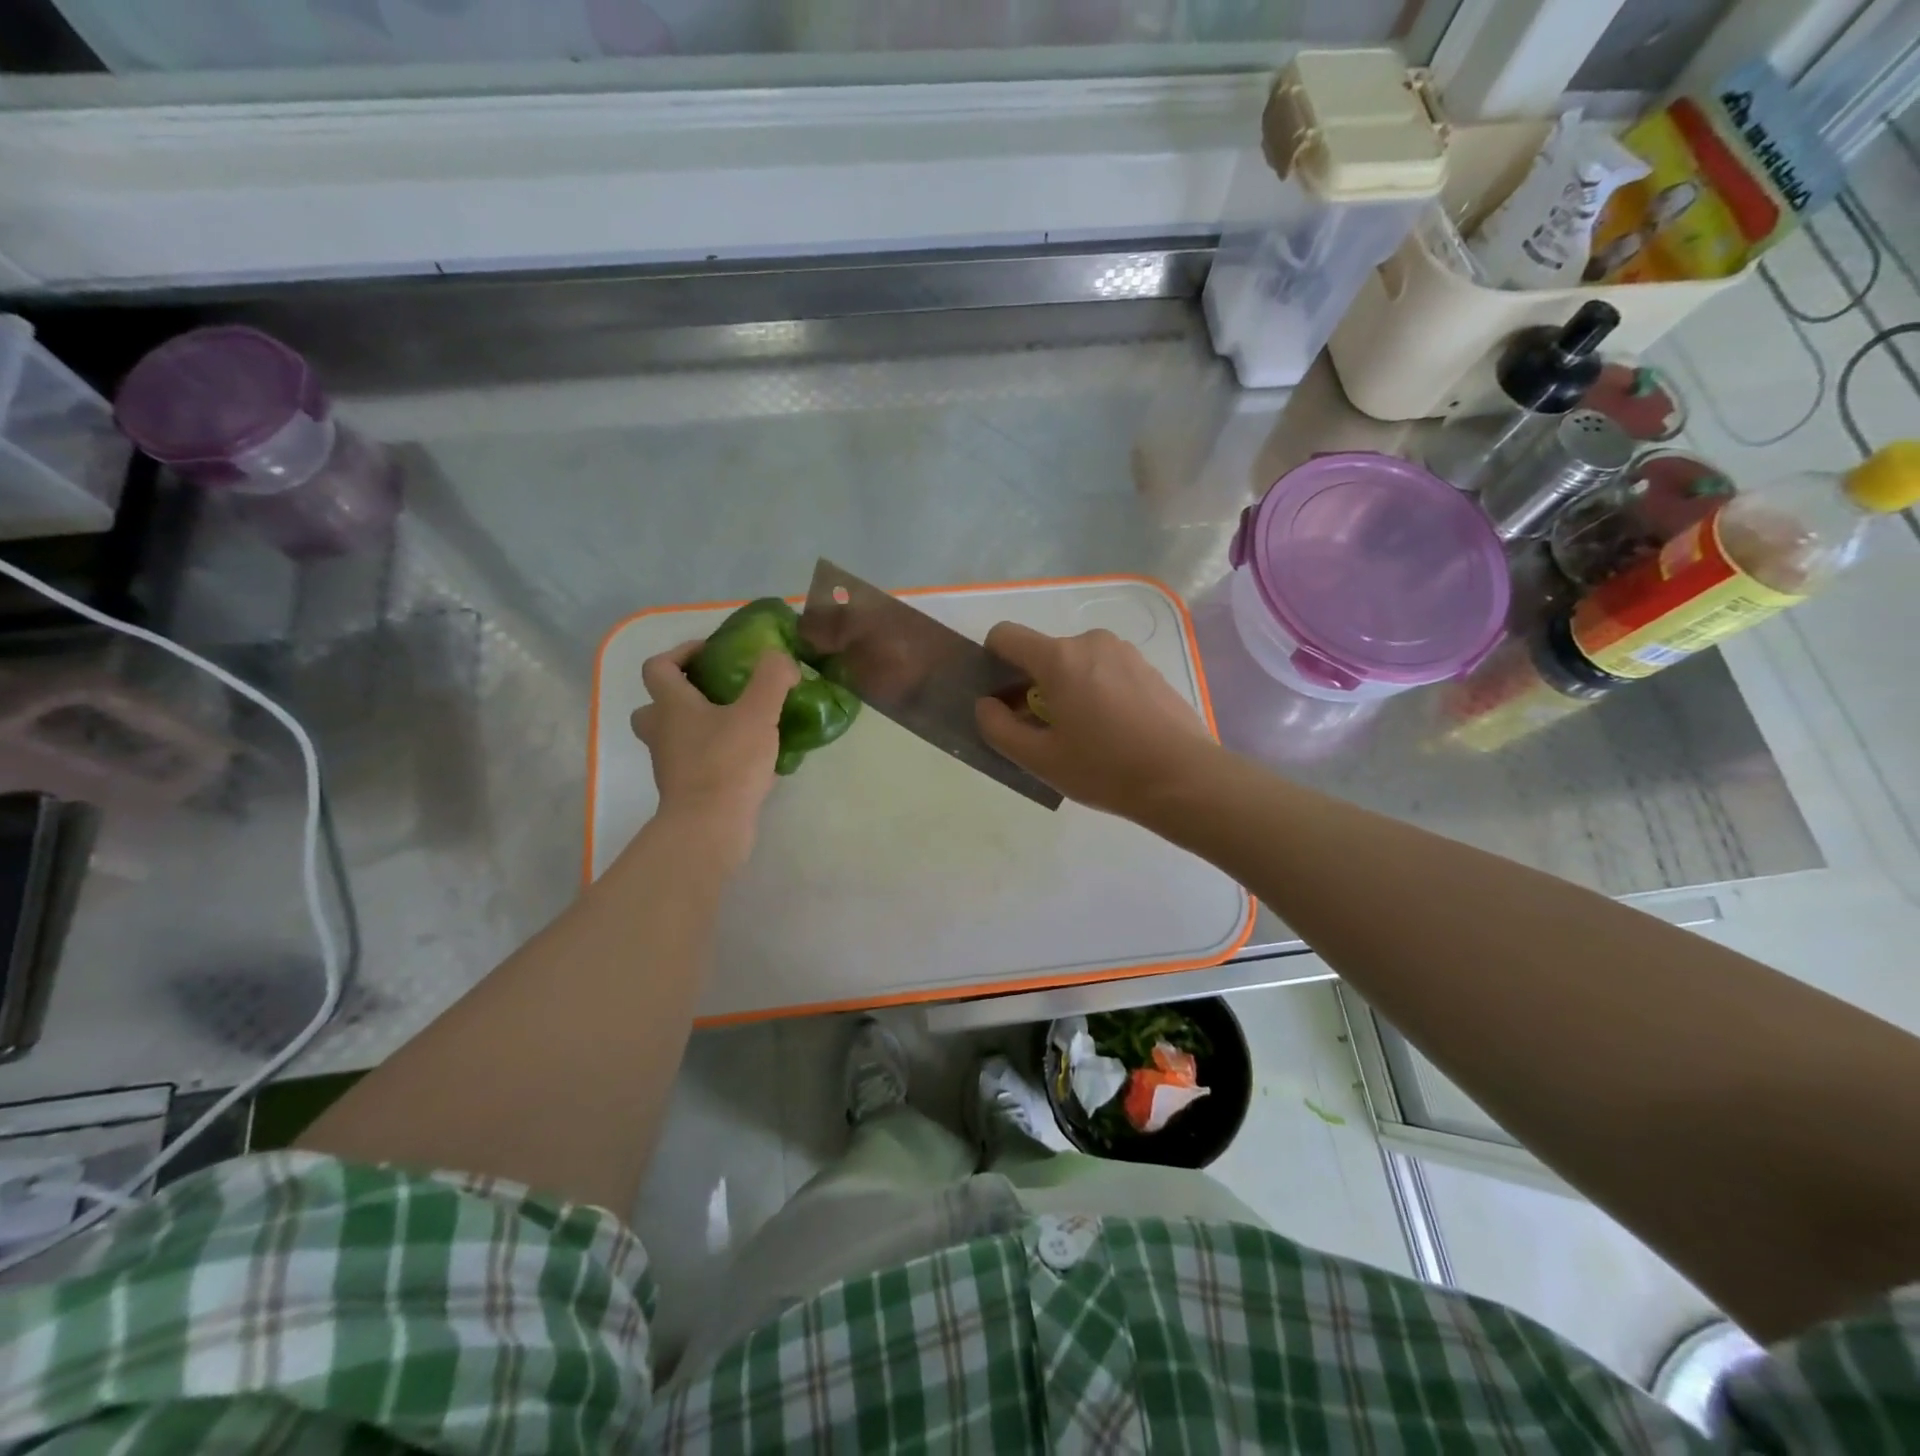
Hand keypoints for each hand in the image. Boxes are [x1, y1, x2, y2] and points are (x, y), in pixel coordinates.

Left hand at [631, 640, 799, 866]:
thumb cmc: (727, 762)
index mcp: (672, 706)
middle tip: (718, 693)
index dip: (681, 653)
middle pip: (657, 705)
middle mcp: (663, 732)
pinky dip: (719, 756)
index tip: (712, 653)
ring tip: (742, 725)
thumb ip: (772, 678)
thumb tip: (780, 657)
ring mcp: (672, 764)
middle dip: (683, 694)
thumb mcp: (758, 712)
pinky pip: (699, 763)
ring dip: (702, 726)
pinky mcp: (687, 789)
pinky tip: (754, 760)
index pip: (659, 666)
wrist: (710, 827)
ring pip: (677, 736)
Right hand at [974, 623, 1215, 819]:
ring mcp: (1125, 653)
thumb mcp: (1040, 759)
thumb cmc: (1105, 768)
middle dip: (1032, 686)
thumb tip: (986, 705)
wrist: (1185, 778)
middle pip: (1043, 654)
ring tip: (1082, 736)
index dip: (992, 661)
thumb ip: (998, 728)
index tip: (1001, 698)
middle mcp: (1091, 642)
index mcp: (1059, 658)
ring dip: (1066, 691)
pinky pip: (1105, 672)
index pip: (1006, 635)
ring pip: (1076, 664)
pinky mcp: (1149, 668)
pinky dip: (1096, 693)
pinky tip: (1112, 733)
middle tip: (1042, 732)